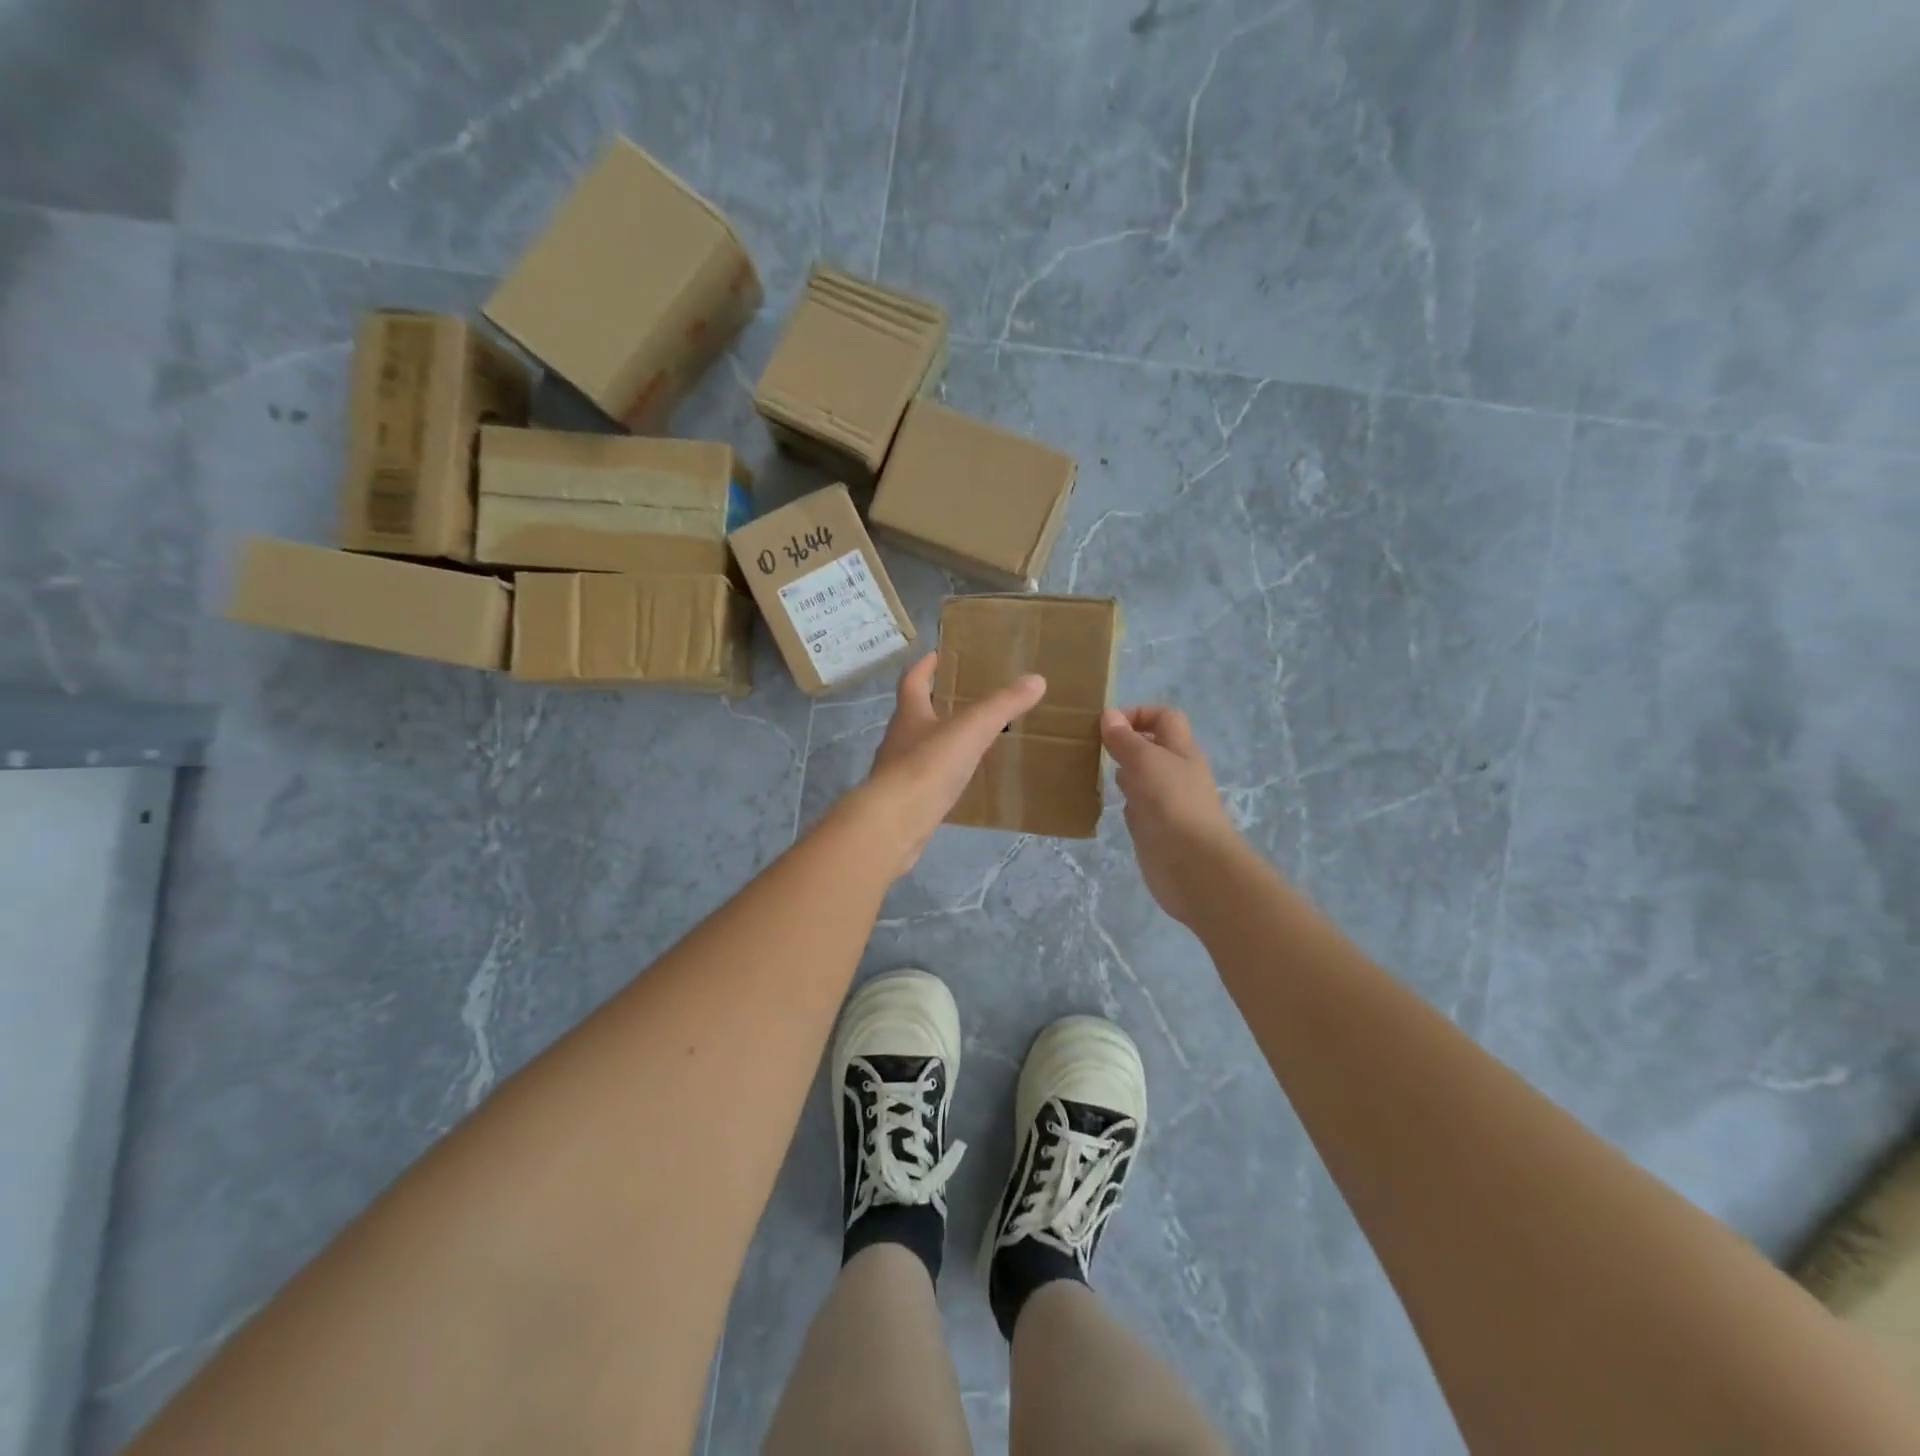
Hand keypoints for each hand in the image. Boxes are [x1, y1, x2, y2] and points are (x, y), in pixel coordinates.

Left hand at [862, 653, 1046, 874]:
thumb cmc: (927, 767)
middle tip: (957, 699)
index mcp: (909, 715)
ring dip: (934, 742)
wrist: (893, 824)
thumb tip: (1036, 679)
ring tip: (963, 742)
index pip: (912, 681)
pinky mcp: (902, 803)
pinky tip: (954, 784)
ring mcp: (896, 774)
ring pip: (916, 750)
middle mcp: (897, 740)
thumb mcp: (970, 730)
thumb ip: (1002, 706)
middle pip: (911, 715)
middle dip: (931, 705)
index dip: (923, 666)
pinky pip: (922, 782)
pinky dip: (937, 777)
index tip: (935, 655)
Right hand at [1101, 705, 1240, 924]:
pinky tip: (1106, 804)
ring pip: (1141, 777)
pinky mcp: (1154, 828)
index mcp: (1181, 750)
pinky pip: (1136, 807)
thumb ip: (1125, 739)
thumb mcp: (1145, 760)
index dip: (1139, 713)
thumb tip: (1109, 714)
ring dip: (1120, 773)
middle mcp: (1176, 773)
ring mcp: (1166, 802)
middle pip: (1152, 747)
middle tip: (1092, 747)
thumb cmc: (1171, 803)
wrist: (1192, 865)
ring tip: (1091, 772)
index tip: (1108, 724)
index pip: (1164, 718)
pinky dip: (1122, 803)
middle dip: (1124, 744)